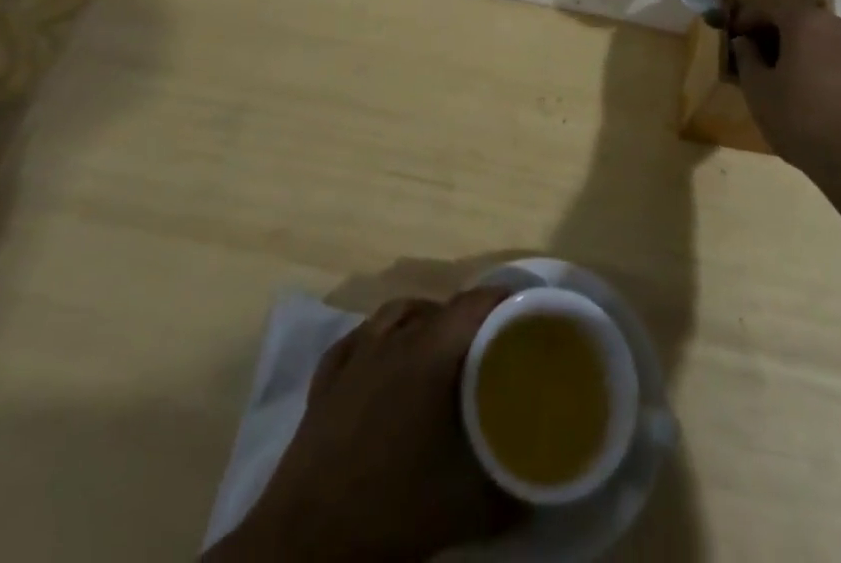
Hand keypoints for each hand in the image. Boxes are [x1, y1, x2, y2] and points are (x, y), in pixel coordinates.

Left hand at [217, 289, 522, 561]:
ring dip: (424, 321)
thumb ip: (506, 494)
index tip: (526, 316)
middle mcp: (393, 338)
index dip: (505, 301)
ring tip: (441, 349)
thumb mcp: (461, 508)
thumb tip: (537, 493)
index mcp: (429, 353)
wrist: (303, 543)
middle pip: (440, 307)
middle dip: (469, 319)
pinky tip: (384, 360)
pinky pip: (360, 338)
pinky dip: (380, 339)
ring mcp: (355, 354)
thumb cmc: (387, 511)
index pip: (476, 303)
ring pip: (398, 312)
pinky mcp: (326, 378)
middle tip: (489, 347)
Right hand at [730, 0, 840, 182]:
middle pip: (799, 20)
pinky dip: (827, 68)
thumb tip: (745, 42)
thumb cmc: (801, 119)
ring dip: (804, 51)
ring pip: (824, 40)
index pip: (768, 6)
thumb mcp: (758, 90)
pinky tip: (819, 96)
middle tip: (759, 55)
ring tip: (789, 78)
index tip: (735, 35)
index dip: (747, 18)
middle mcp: (837, 25)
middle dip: (777, 33)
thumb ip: (747, 58)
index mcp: (805, 22)